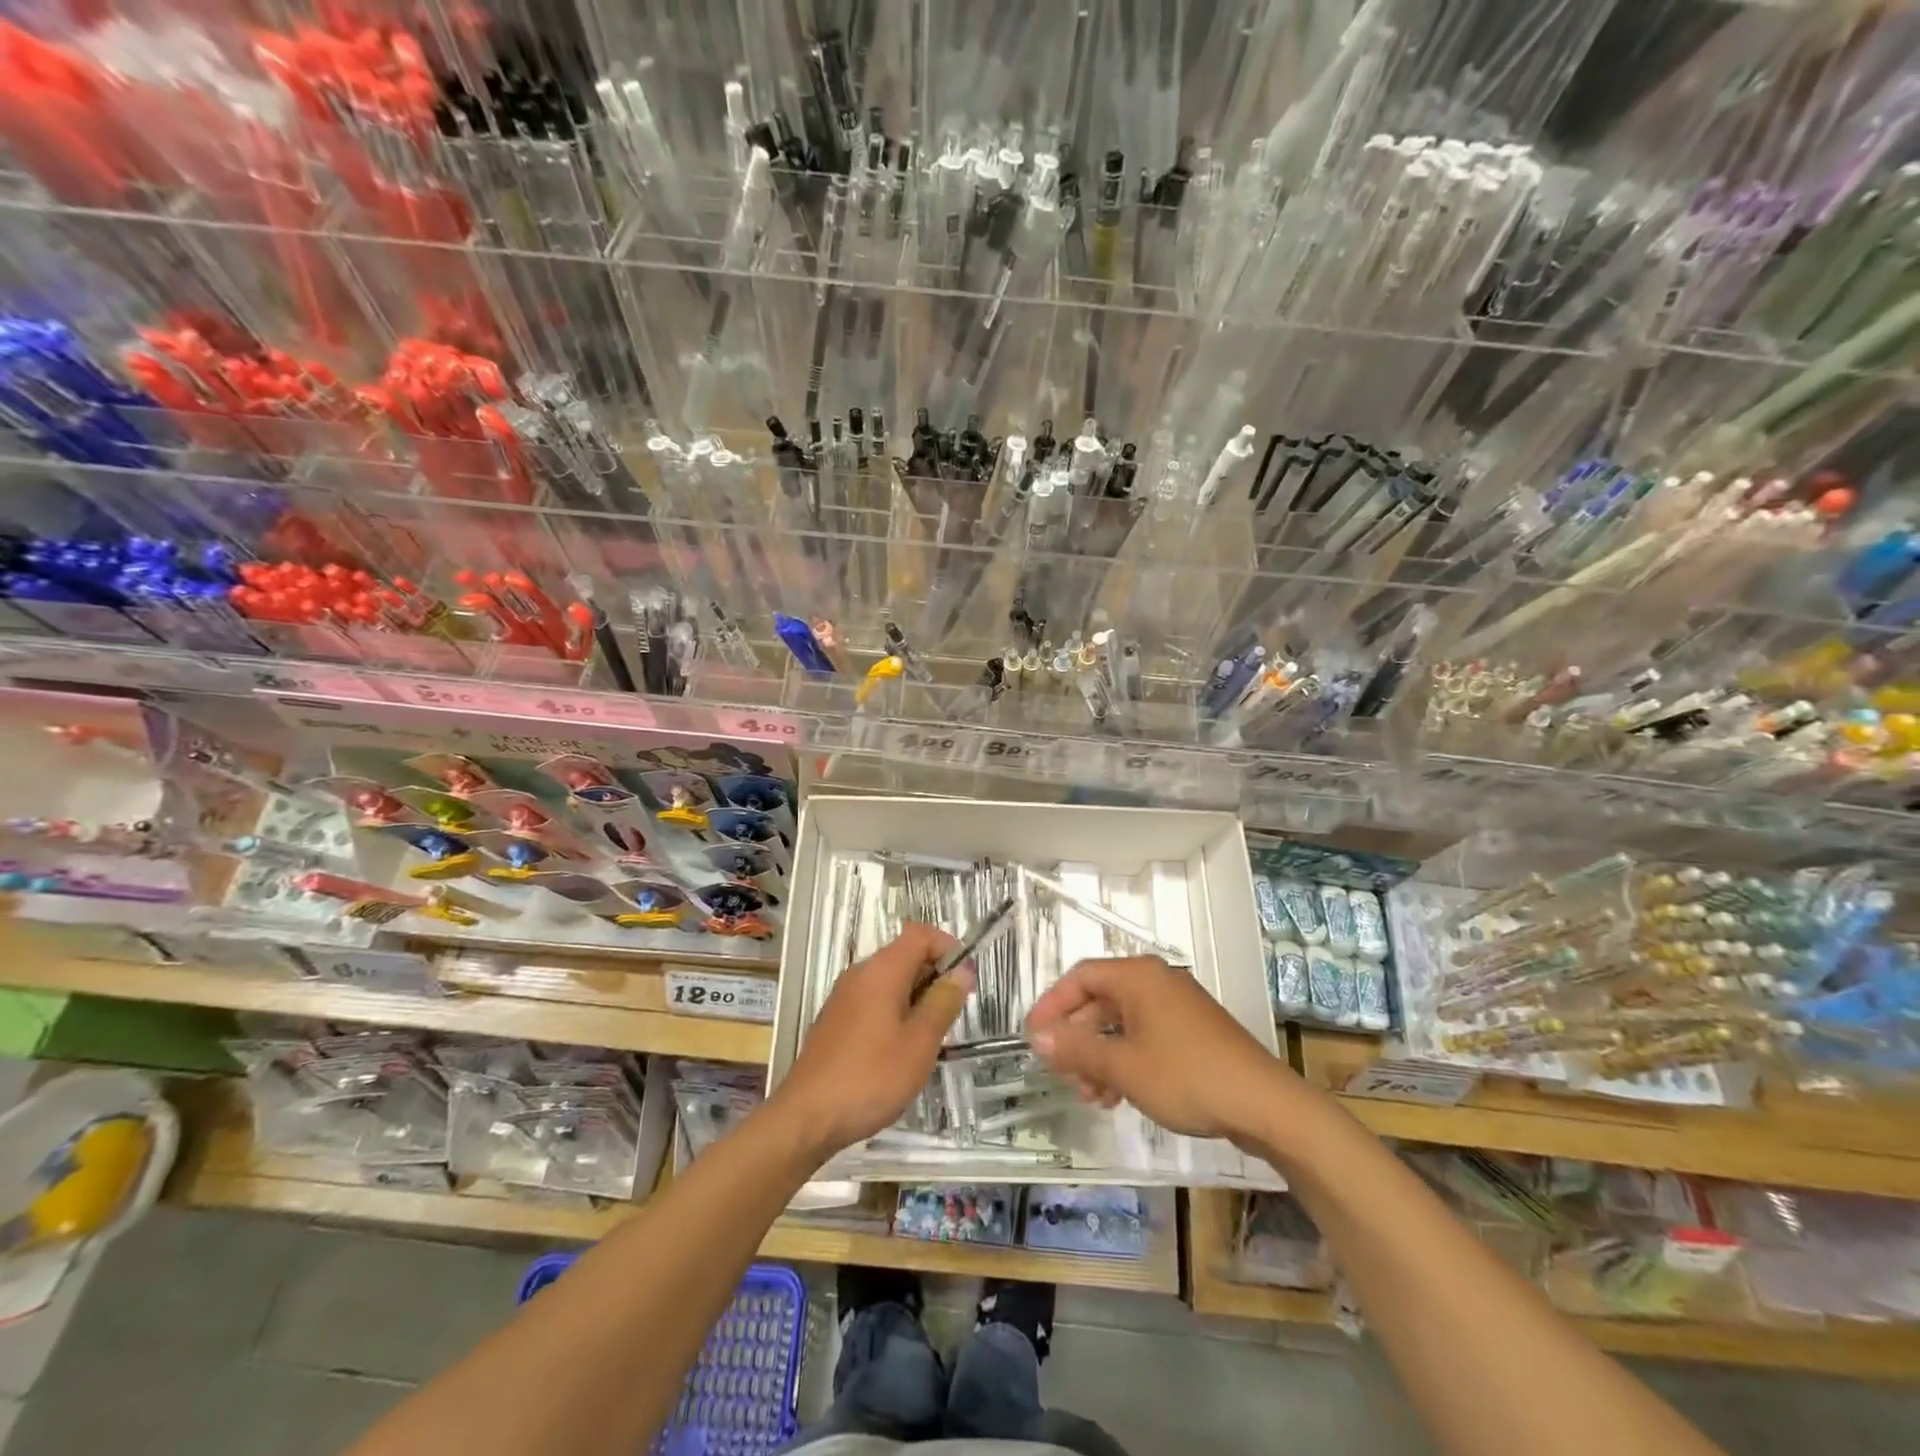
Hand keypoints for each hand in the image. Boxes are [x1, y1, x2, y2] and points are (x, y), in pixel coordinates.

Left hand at [771, 923, 974, 1156]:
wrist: (806, 1117)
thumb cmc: (871, 1077)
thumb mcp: (920, 1043)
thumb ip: (943, 1002)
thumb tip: (962, 970)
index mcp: (881, 970)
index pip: (920, 934)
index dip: (948, 948)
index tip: (964, 981)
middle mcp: (860, 974)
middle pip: (905, 955)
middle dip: (934, 976)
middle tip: (950, 1017)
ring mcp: (844, 997)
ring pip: (889, 980)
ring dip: (915, 997)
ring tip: (927, 1039)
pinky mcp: (835, 1020)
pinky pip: (873, 1000)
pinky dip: (894, 1012)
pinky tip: (898, 1051)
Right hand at [1025, 956, 1290, 1140]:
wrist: (1265, 1105)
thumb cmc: (1187, 1077)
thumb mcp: (1123, 1066)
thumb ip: (1077, 1049)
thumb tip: (1038, 1037)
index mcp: (1138, 977)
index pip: (1081, 977)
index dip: (1052, 1005)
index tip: (1033, 1036)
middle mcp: (1156, 982)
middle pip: (1100, 1001)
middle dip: (1078, 1039)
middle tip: (1064, 1075)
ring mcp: (1177, 1007)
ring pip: (1122, 1023)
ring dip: (1100, 1056)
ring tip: (1093, 1096)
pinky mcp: (1192, 1032)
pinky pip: (1145, 1036)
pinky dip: (1125, 1060)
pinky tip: (1120, 1096)